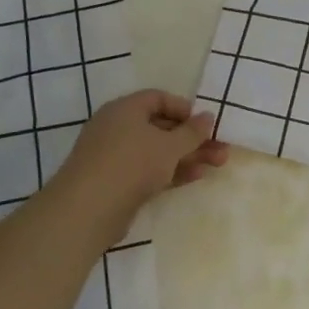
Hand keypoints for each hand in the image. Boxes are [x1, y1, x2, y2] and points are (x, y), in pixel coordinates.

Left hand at [53, 90, 230, 218]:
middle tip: (221, 147)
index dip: (184, 108)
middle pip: (162, 127)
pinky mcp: (117, 182)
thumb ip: (192, 132)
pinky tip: (197, 176)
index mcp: (125, 109)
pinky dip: (172, 171)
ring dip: (188, 155)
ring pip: (158, 151)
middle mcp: (118, 128)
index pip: (158, 98)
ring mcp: (116, 156)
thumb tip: (208, 117)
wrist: (88, 210)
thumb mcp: (169, 146)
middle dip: (193, 138)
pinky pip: (150, 170)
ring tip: (219, 163)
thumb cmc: (131, 164)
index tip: (205, 123)